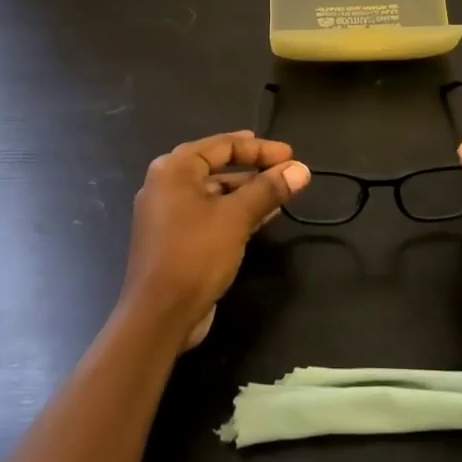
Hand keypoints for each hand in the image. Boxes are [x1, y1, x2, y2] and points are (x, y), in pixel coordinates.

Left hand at [124, 131, 309, 350]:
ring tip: (281, 193)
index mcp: (174, 169)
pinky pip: (211, 213)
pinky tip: (264, 217)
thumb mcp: (237, 217)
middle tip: (285, 169)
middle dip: (254, 167)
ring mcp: (169, 213)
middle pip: (217, 165)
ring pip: (215, 191)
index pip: (222, 145)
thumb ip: (269, 189)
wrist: (159, 316)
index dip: (260, 148)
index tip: (290, 155)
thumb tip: (301, 169)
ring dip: (248, 191)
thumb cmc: (195, 255)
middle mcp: (167, 184)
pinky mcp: (176, 238)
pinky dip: (236, 211)